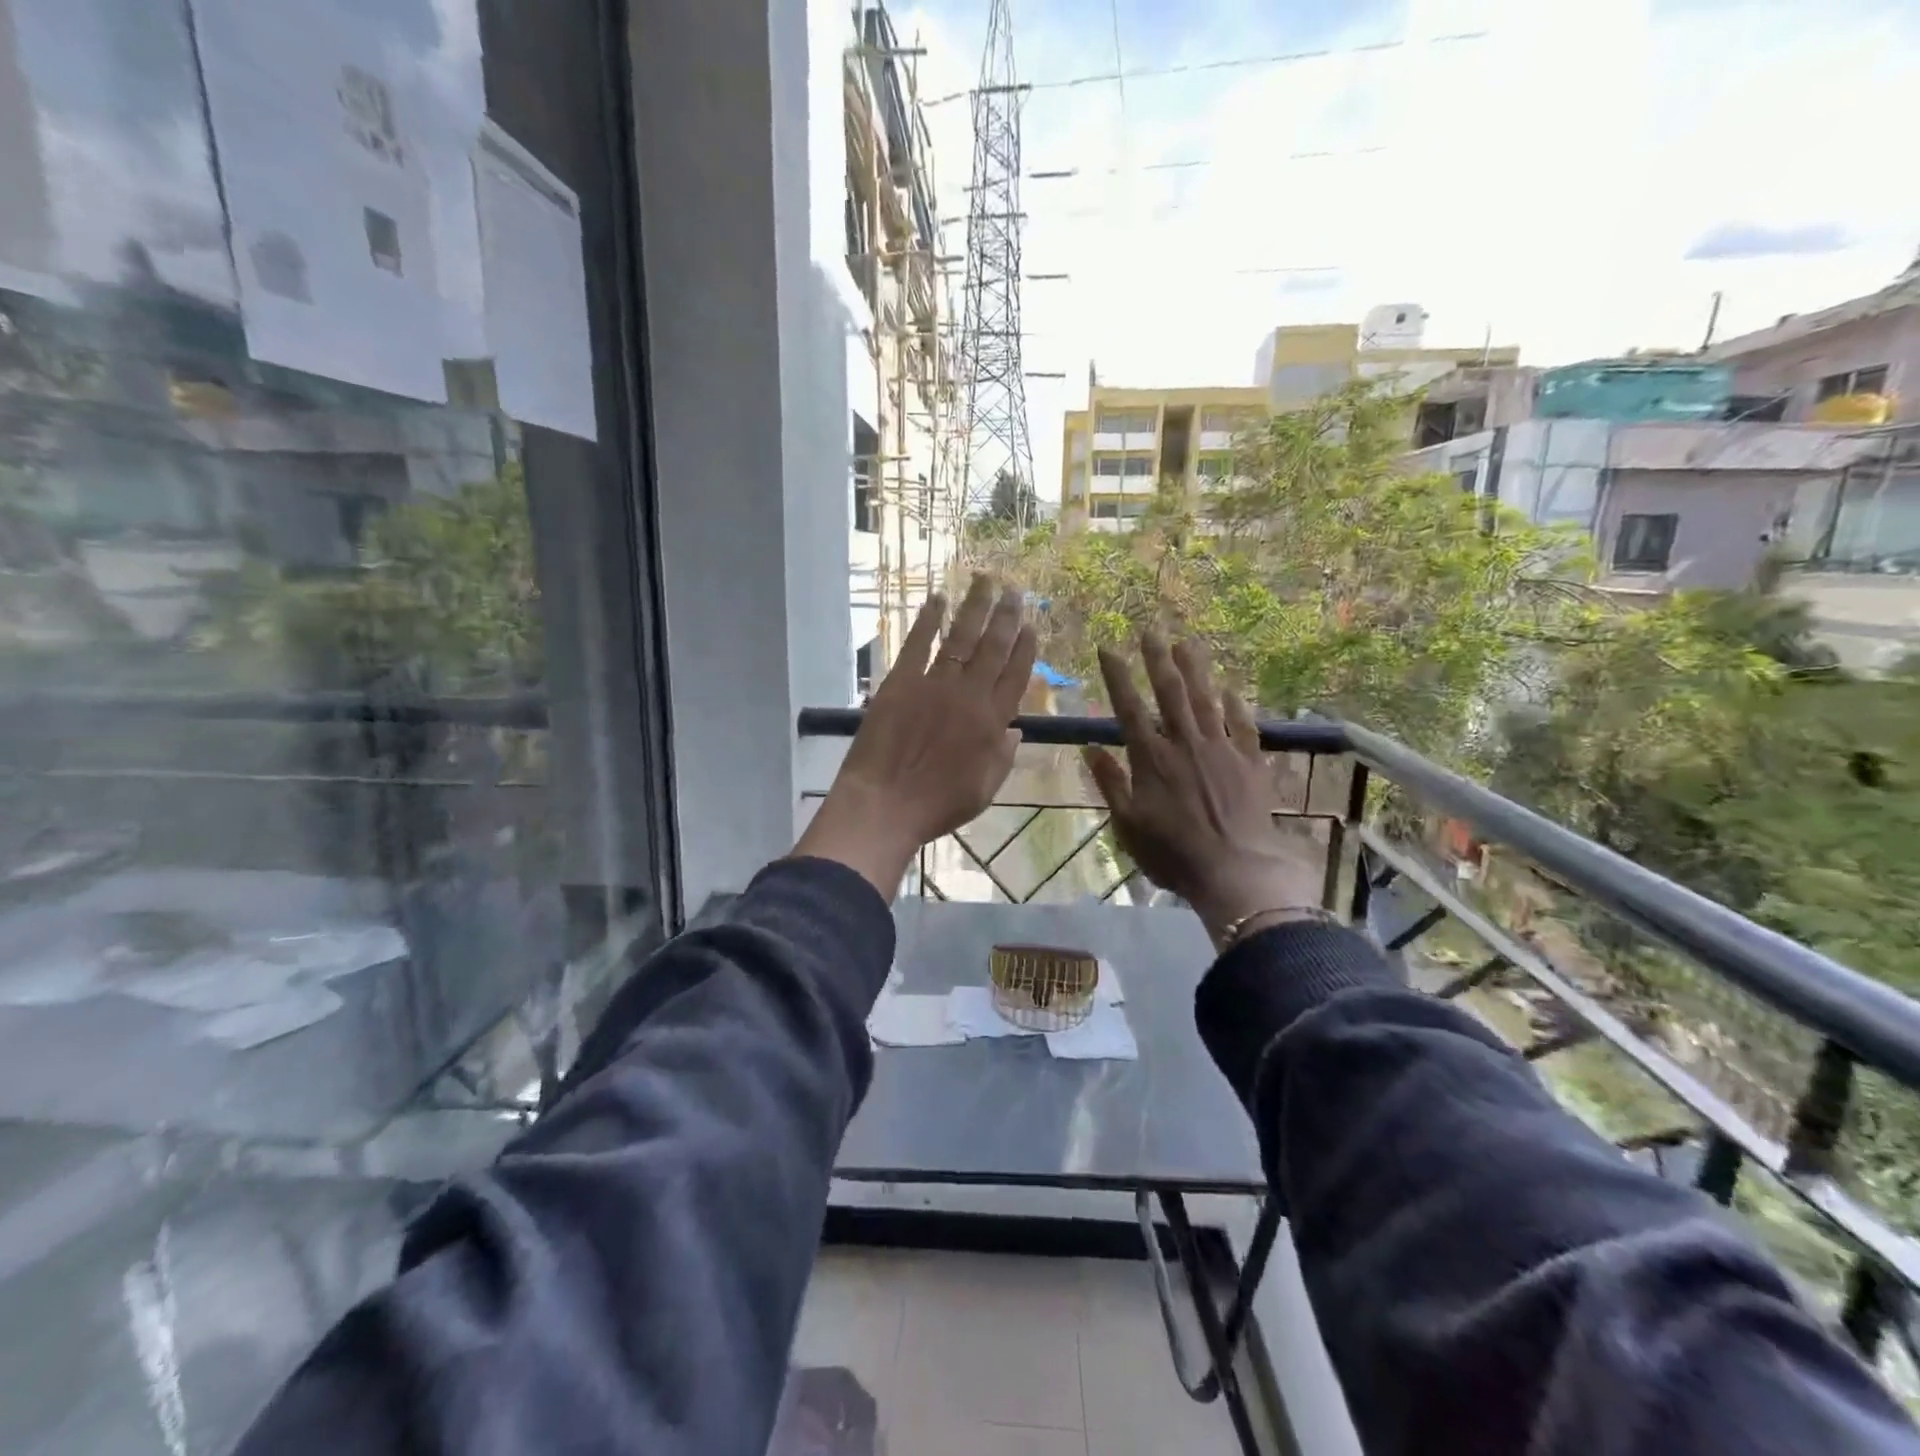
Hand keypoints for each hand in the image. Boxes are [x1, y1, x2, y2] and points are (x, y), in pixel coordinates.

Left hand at [796, 574, 1037, 897]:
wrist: (884, 804)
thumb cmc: (937, 806)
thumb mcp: (985, 790)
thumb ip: (1003, 757)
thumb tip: (1016, 730)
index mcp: (992, 722)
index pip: (1015, 676)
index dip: (1025, 648)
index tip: (1030, 625)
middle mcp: (968, 695)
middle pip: (992, 648)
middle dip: (1006, 616)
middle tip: (1014, 590)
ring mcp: (933, 684)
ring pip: (960, 638)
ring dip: (974, 607)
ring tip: (984, 581)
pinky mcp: (900, 682)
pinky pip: (917, 644)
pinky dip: (927, 620)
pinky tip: (936, 600)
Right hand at [1083, 633, 1326, 949]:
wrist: (1236, 870)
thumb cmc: (1173, 854)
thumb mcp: (1127, 825)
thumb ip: (1110, 783)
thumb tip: (1090, 748)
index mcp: (1151, 759)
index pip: (1129, 708)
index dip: (1118, 676)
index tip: (1108, 648)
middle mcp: (1185, 744)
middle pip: (1170, 693)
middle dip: (1157, 659)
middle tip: (1151, 630)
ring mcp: (1221, 750)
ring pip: (1205, 700)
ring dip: (1195, 670)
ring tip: (1186, 642)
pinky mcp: (1250, 763)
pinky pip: (1243, 726)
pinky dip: (1236, 706)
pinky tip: (1231, 689)